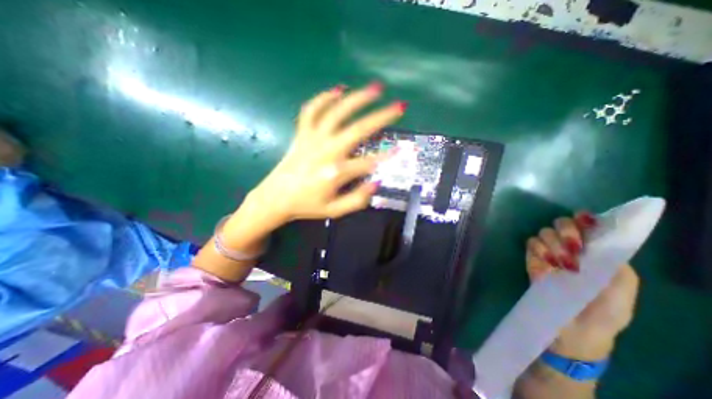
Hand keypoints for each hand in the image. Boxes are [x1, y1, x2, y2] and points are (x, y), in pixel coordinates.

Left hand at [250, 83, 406, 224]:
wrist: (276, 198)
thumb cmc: (307, 205)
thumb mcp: (334, 211)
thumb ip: (357, 200)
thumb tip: (375, 183)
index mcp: (335, 173)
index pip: (368, 162)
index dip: (386, 156)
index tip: (400, 149)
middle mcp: (326, 151)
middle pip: (357, 129)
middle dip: (381, 117)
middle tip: (398, 107)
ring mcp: (313, 139)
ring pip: (336, 112)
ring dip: (357, 99)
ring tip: (375, 88)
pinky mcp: (302, 134)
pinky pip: (311, 111)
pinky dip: (324, 98)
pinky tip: (337, 90)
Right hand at [528, 214, 639, 360]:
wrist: (570, 334)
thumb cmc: (601, 317)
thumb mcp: (620, 297)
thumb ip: (618, 271)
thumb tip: (599, 244)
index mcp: (594, 256)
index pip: (588, 229)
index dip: (585, 220)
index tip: (584, 219)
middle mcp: (570, 252)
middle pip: (561, 224)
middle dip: (567, 231)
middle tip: (573, 248)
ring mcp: (548, 256)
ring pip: (543, 233)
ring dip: (552, 243)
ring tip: (561, 264)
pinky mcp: (532, 262)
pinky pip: (530, 246)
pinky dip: (537, 250)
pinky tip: (546, 264)